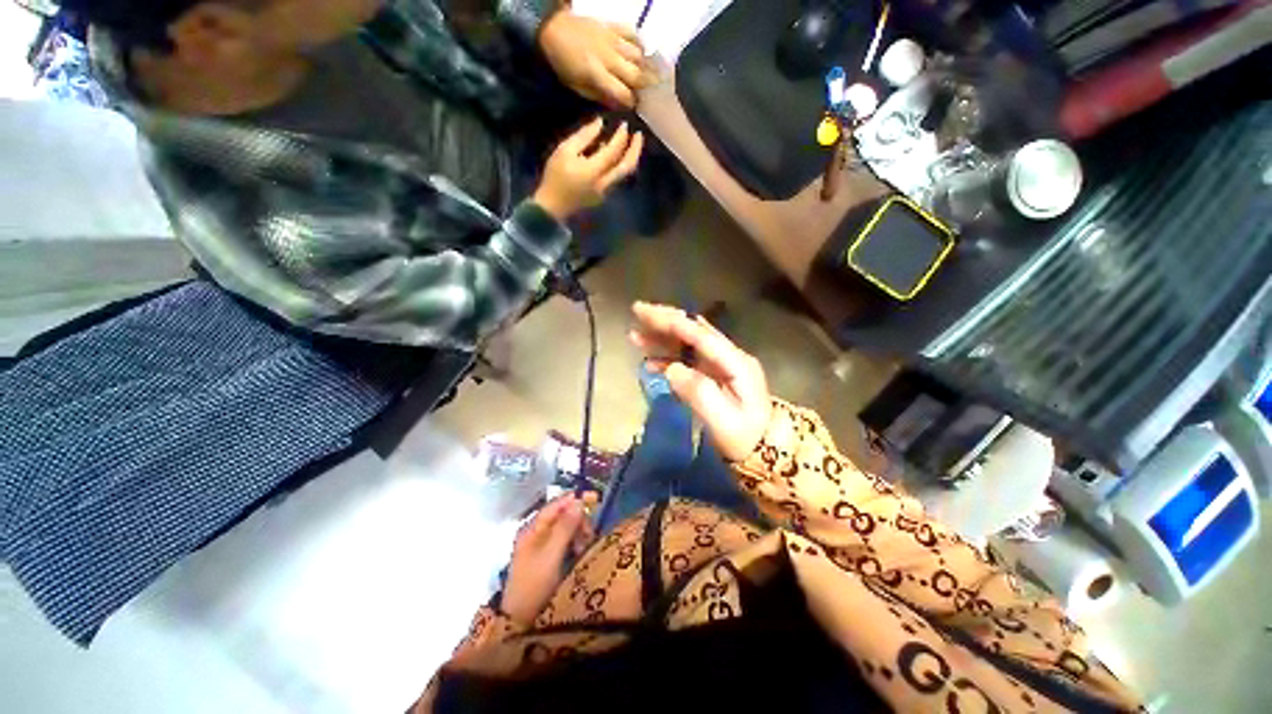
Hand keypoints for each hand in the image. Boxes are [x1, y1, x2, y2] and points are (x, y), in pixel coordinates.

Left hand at [502, 492, 598, 624]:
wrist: (519, 620)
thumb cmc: (534, 584)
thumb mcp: (551, 555)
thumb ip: (565, 527)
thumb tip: (579, 502)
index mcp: (532, 528)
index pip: (555, 505)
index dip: (574, 500)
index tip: (594, 499)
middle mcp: (535, 532)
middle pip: (561, 515)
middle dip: (578, 520)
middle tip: (590, 532)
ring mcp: (539, 545)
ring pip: (564, 528)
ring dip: (578, 532)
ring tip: (585, 545)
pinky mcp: (546, 557)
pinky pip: (563, 541)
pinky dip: (574, 542)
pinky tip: (580, 551)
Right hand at [533, 117, 643, 220]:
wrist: (553, 206)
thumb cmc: (555, 176)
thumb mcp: (564, 151)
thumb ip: (584, 136)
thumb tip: (600, 123)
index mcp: (594, 171)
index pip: (614, 151)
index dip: (621, 137)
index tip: (624, 124)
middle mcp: (605, 183)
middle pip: (627, 167)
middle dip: (636, 150)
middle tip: (639, 135)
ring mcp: (606, 192)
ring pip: (624, 174)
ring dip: (629, 158)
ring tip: (628, 143)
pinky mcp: (604, 196)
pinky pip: (616, 178)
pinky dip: (619, 165)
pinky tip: (613, 156)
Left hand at [538, 11, 653, 108]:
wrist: (551, 29)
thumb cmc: (563, 64)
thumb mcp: (577, 87)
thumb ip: (599, 96)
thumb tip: (618, 105)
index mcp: (597, 74)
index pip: (623, 93)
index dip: (631, 102)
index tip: (634, 106)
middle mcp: (608, 57)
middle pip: (635, 74)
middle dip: (645, 86)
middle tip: (651, 93)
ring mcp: (611, 39)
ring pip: (638, 55)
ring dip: (645, 67)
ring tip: (648, 75)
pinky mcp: (611, 26)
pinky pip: (632, 33)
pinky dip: (640, 44)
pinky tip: (641, 53)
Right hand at [629, 302, 772, 461]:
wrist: (766, 450)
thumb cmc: (745, 438)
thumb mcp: (723, 421)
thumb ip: (698, 393)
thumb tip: (672, 369)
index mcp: (735, 363)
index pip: (700, 335)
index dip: (672, 323)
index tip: (647, 313)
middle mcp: (728, 357)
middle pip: (693, 331)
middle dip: (665, 320)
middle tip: (637, 311)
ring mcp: (721, 364)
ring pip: (687, 344)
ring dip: (662, 338)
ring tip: (635, 335)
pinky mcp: (714, 374)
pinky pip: (688, 360)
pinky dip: (667, 357)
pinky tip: (649, 360)